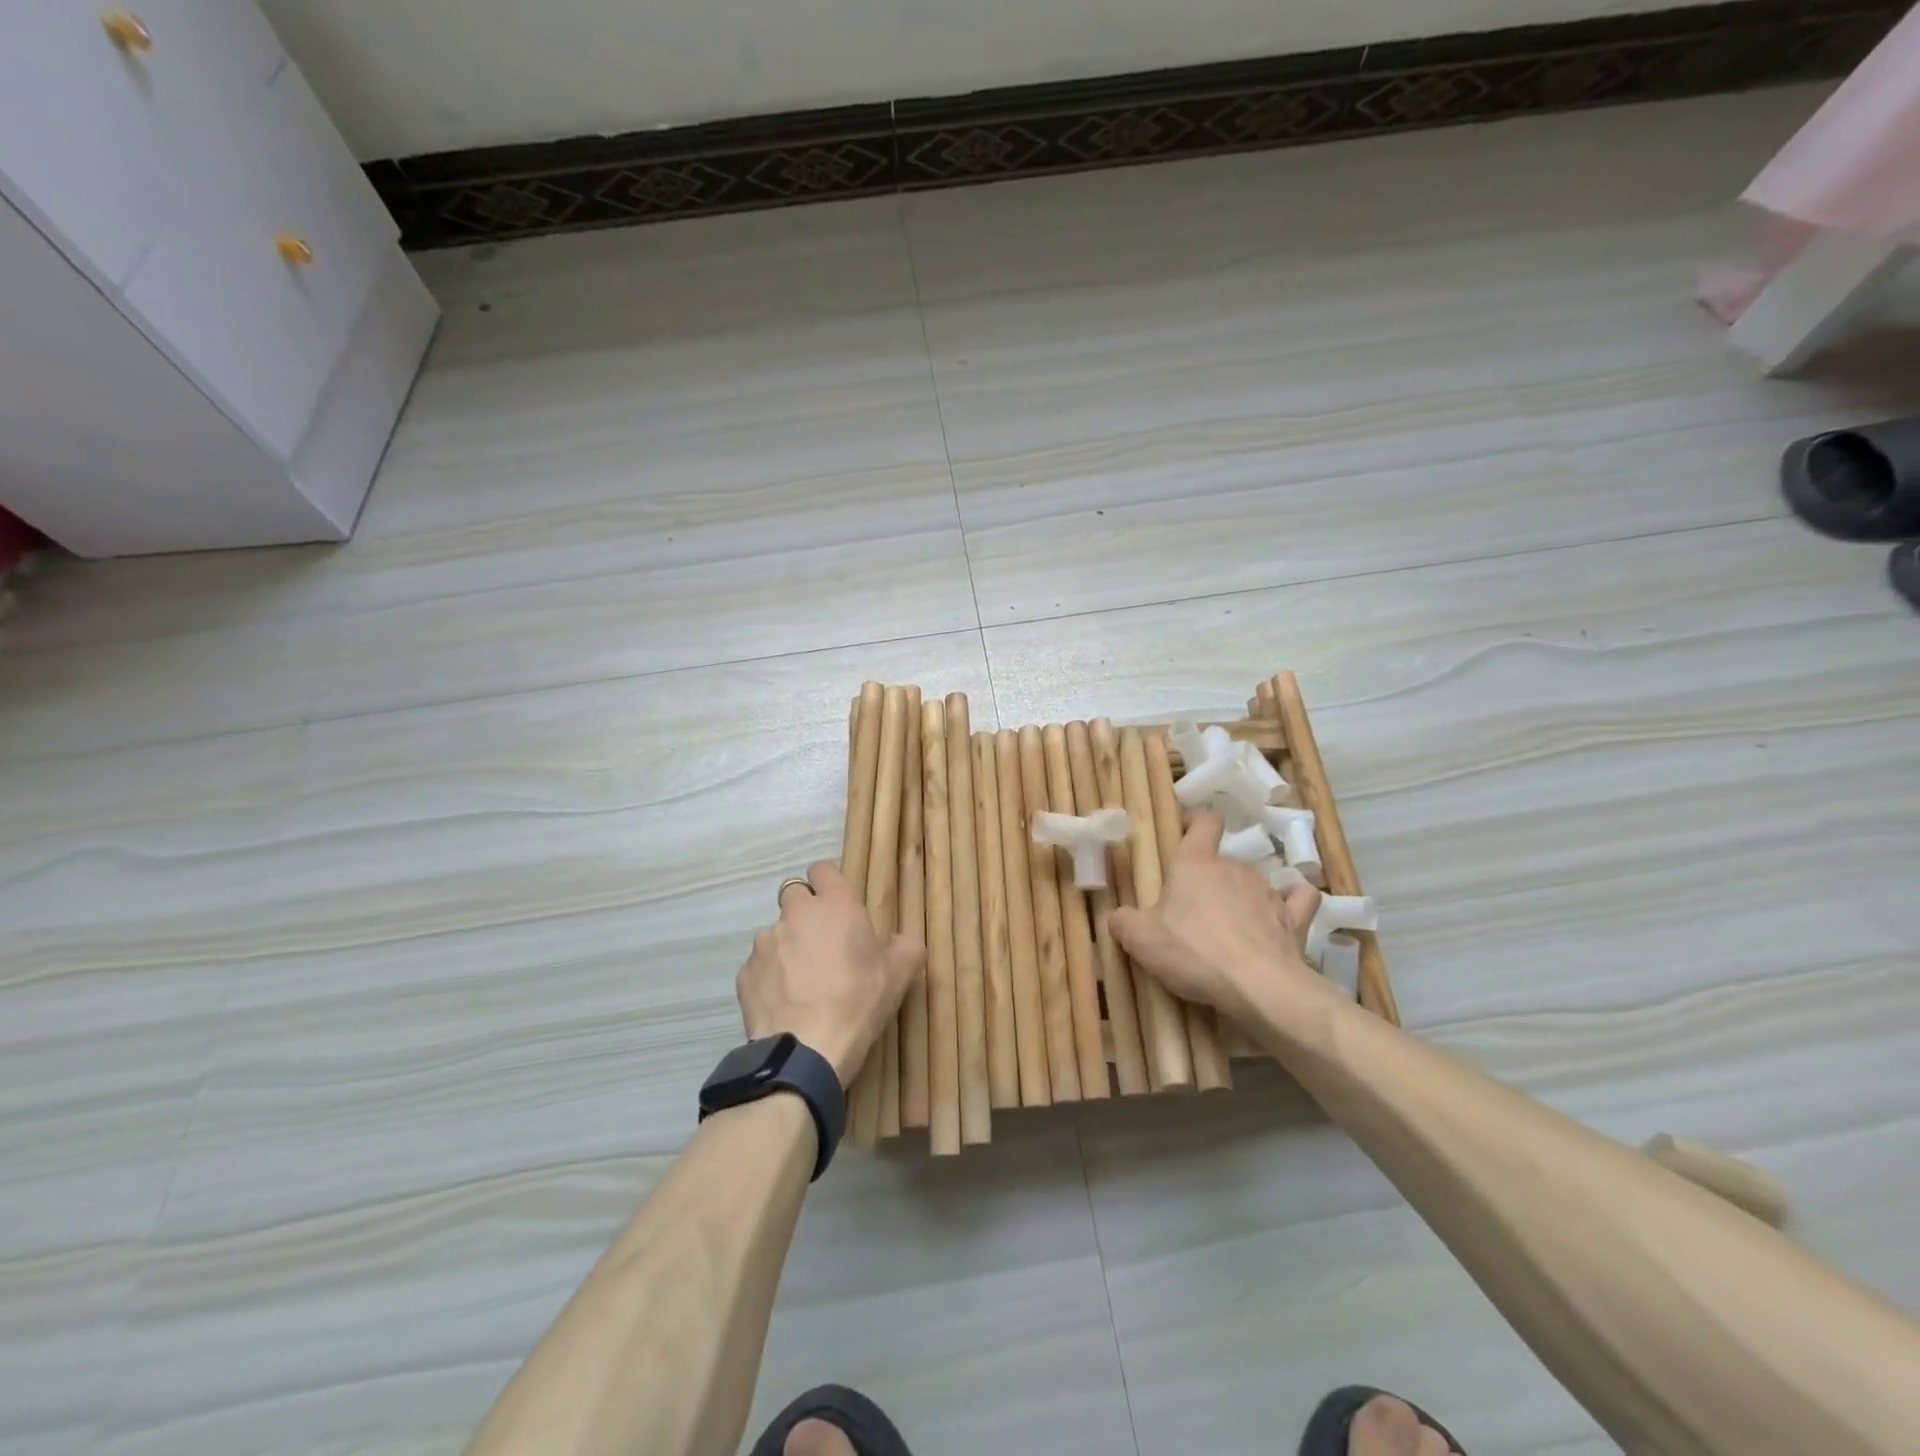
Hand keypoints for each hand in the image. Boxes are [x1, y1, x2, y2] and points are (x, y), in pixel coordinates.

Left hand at [737, 862, 922, 1086]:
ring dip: (787, 945)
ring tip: (801, 979)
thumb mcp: (899, 976)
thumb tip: (904, 941)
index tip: (837, 903)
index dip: (828, 882)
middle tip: (821, 940)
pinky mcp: (744, 972)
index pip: (823, 868)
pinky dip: (770, 976)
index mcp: (836, 905)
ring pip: (775, 931)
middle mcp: (796, 913)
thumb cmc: (858, 1003)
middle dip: (805, 910)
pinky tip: (784, 1001)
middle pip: (793, 894)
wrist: (807, 1050)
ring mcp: (765, 942)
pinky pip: (759, 965)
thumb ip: (906, 948)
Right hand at [1110, 813, 1321, 1029]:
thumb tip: (1118, 917)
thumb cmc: (1192, 951)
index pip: (1204, 823)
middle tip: (1193, 915)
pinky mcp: (1296, 919)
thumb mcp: (1140, 940)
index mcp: (1195, 863)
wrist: (1257, 986)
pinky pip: (1297, 900)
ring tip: (1231, 932)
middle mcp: (1234, 867)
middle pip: (1222, 862)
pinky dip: (1290, 905)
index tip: (1186, 834)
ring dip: (1242, 900)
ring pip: (1253, 883)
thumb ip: (1124, 922)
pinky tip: (1280, 919)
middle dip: (1209, 883)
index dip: (1196, 824)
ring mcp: (1268, 891)